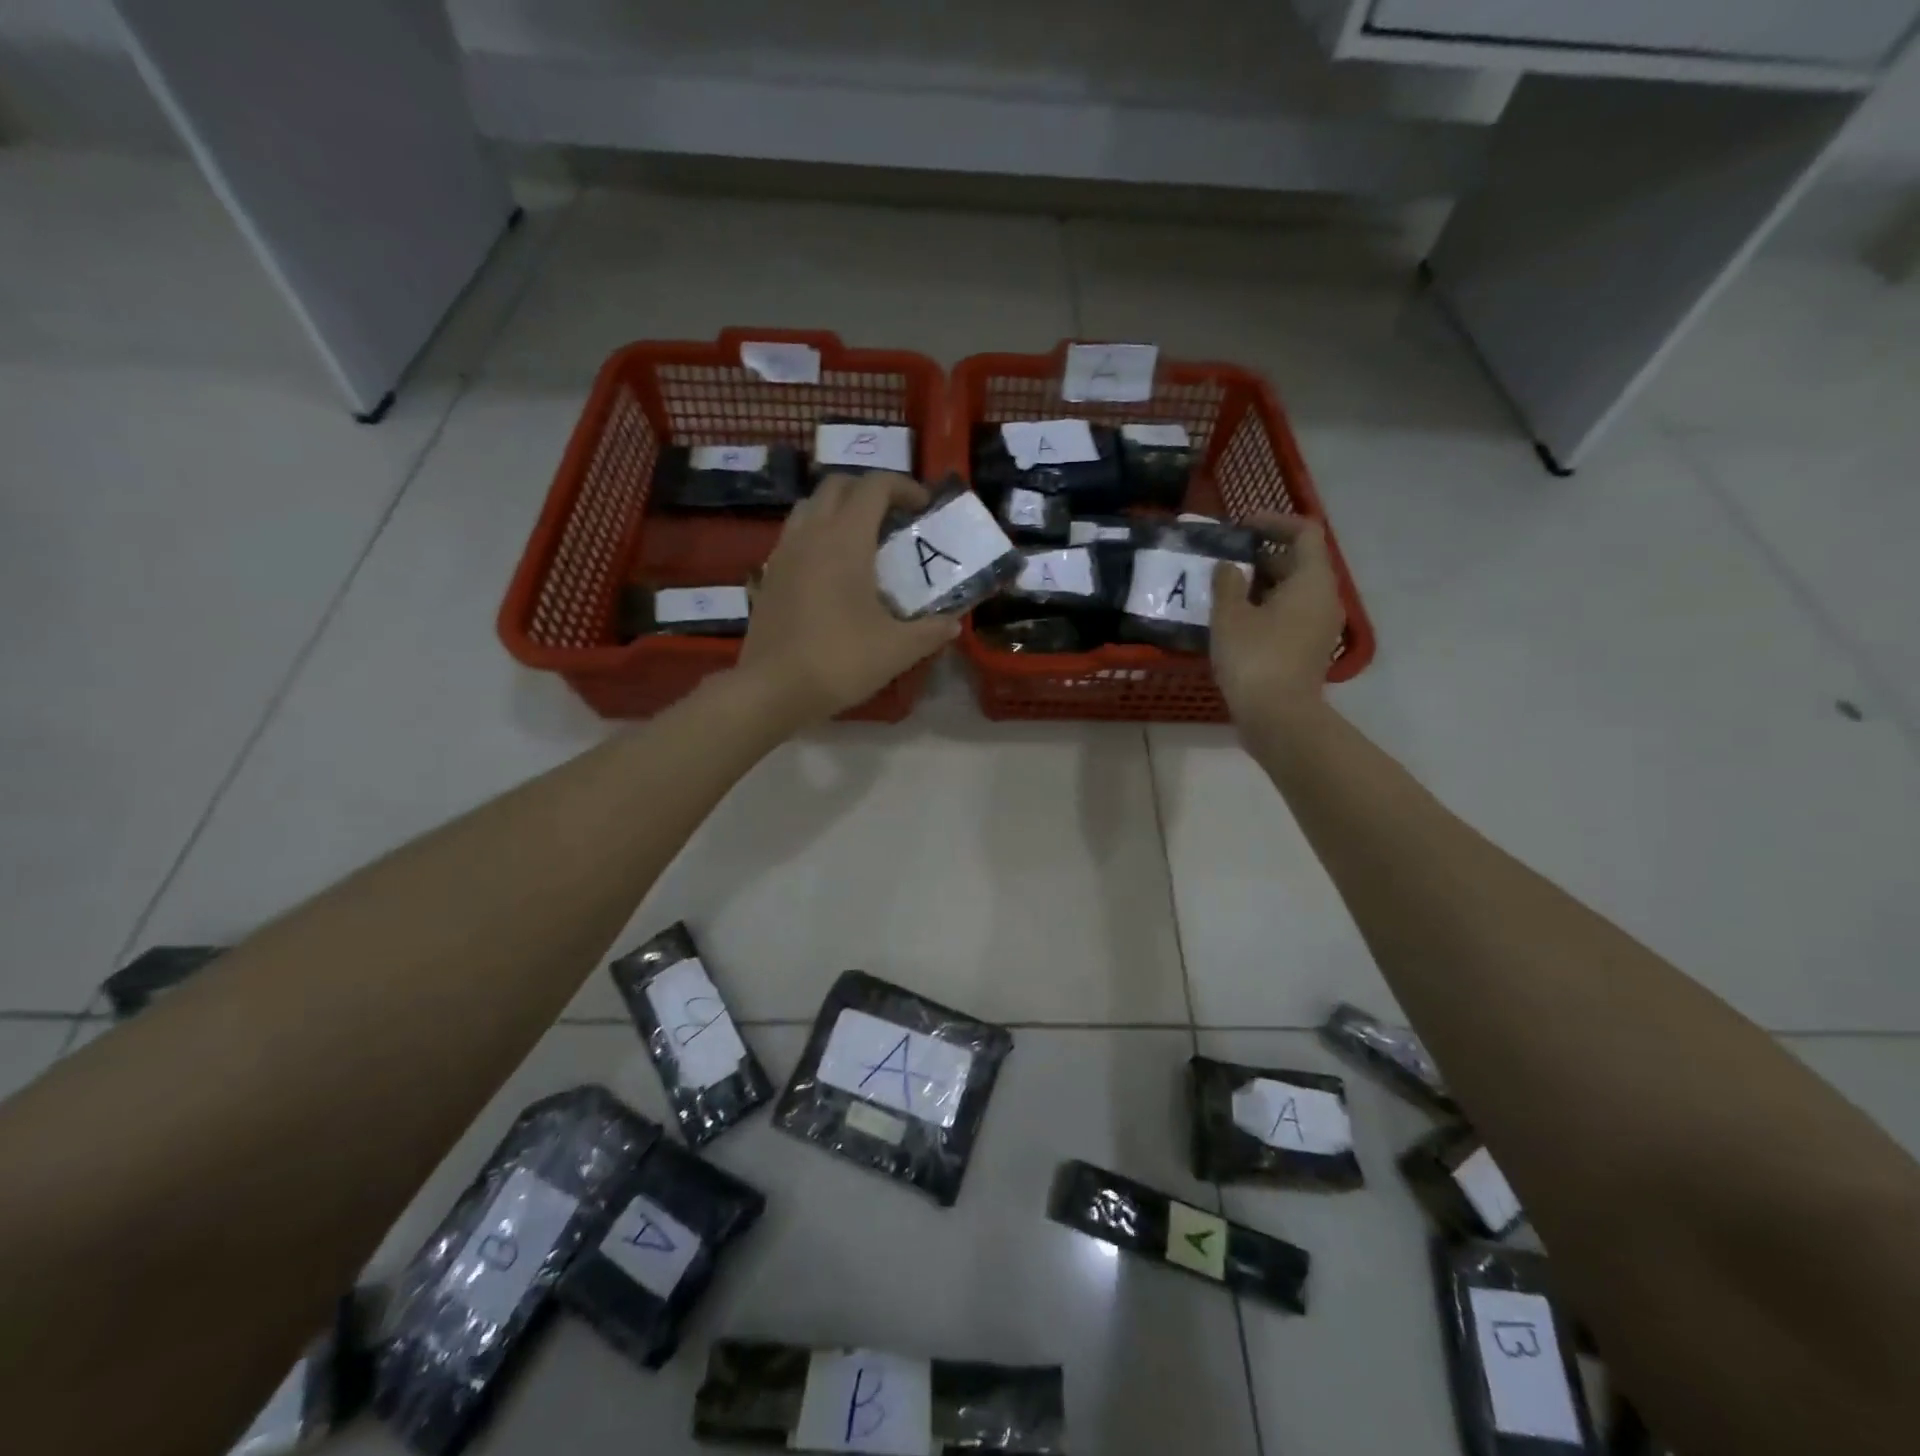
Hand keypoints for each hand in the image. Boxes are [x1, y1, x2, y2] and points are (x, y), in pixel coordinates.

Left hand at [738, 472, 958, 726]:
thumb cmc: (839, 661)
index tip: (923, 507)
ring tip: (862, 539)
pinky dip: (817, 535)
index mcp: (845, 539)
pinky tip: (832, 571)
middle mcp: (811, 534)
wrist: (772, 689)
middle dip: (869, 491)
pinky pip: (794, 536)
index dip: (903, 486)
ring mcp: (783, 553)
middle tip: (893, 518)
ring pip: (810, 506)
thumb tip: (953, 624)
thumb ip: (930, 631)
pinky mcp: (769, 576)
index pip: (874, 486)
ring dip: (838, 509)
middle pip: (837, 486)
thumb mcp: (897, 649)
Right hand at [1211, 512, 1344, 734]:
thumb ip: (1227, 583)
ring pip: (1292, 592)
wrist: (1278, 717)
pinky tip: (1234, 621)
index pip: (1304, 532)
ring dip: (1260, 585)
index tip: (1241, 527)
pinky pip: (1289, 616)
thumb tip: (1228, 566)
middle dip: (1261, 556)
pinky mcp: (1308, 650)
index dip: (1274, 522)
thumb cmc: (1255, 658)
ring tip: (1223, 590)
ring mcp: (1319, 627)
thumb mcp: (1230, 616)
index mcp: (1311, 581)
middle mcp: (1324, 599)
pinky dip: (1265, 609)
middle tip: (1223, 561)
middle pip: (1297, 563)